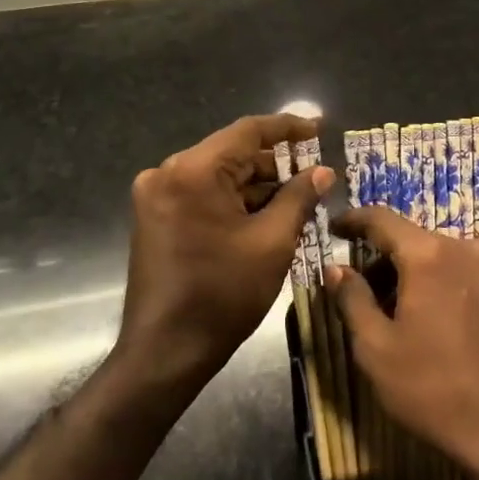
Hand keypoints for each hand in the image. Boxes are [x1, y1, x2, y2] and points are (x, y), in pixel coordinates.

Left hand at [119, 112, 333, 387]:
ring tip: (299, 196)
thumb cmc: (223, 294)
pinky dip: (234, 199)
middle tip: (316, 172)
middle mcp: (167, 172)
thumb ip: (299, 197)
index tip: (319, 128)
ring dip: (257, 184)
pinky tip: (267, 212)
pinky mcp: (155, 216)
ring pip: (219, 175)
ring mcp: (156, 195)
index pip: (248, 132)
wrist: (165, 351)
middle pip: (232, 153)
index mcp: (193, 171)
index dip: (288, 128)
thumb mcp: (272, 242)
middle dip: (275, 163)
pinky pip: (203, 193)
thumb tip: (323, 171)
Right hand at [327, 205, 478, 479]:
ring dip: (413, 273)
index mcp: (429, 255)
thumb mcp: (377, 350)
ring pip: (440, 256)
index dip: (353, 220)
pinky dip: (441, 283)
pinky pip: (464, 272)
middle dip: (383, 258)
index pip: (381, 219)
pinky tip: (434, 320)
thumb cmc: (435, 389)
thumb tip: (336, 269)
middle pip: (412, 239)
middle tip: (361, 288)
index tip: (334, 227)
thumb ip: (352, 300)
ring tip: (397, 311)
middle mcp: (465, 247)